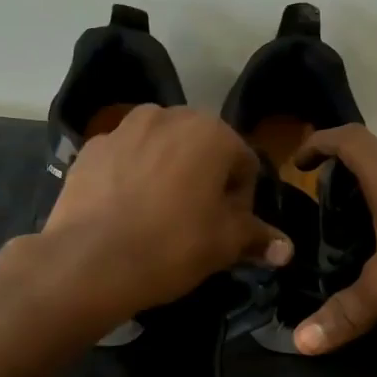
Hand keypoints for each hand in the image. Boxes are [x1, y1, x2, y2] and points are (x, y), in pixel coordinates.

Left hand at [38, 105, 291, 321]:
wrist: (89, 261)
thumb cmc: (171, 246)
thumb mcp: (223, 245)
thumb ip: (258, 238)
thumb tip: (287, 250)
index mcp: (210, 132)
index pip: (243, 163)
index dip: (242, 200)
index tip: (228, 229)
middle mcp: (167, 116)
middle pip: (200, 149)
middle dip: (204, 179)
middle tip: (195, 222)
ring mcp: (123, 129)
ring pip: (160, 149)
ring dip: (167, 173)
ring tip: (157, 215)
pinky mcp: (90, 149)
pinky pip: (125, 159)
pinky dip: (131, 177)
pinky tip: (124, 211)